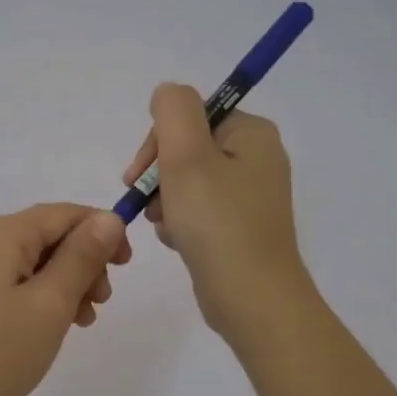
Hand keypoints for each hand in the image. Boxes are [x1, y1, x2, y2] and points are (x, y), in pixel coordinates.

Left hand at [0, 203, 131, 395]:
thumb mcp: (50, 305)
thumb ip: (83, 257)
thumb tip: (109, 217)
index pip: (62, 213)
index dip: (101, 232)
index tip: (126, 267)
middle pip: (42, 235)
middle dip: (80, 263)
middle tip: (99, 306)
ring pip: (24, 259)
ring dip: (59, 282)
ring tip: (77, 322)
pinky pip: (2, 277)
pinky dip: (31, 293)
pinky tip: (43, 325)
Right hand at [122, 83, 309, 341]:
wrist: (253, 299)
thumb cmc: (217, 223)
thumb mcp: (186, 155)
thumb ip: (172, 110)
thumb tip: (166, 95)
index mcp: (252, 133)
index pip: (190, 116)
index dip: (158, 142)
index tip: (139, 174)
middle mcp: (257, 158)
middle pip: (187, 149)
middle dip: (160, 176)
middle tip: (149, 204)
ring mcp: (251, 195)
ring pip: (188, 182)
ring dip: (166, 201)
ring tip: (166, 227)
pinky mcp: (241, 226)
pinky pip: (199, 210)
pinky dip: (181, 222)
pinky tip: (178, 241)